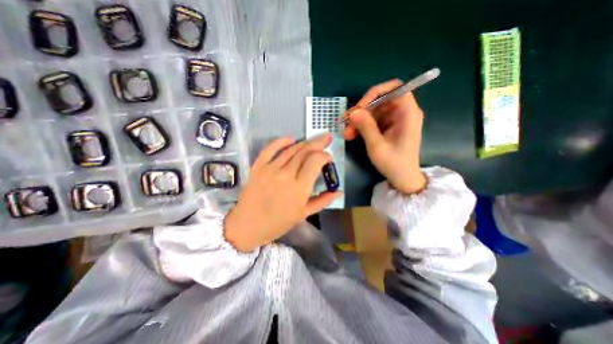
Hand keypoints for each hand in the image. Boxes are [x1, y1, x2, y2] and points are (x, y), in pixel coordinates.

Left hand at [224, 134, 342, 252]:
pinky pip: (270, 148)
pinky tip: (291, 139)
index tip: (328, 157)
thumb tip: (339, 191)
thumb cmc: (278, 222)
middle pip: (305, 151)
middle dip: (318, 143)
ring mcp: (270, 169)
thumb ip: (323, 200)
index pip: (315, 161)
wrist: (248, 225)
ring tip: (312, 142)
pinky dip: (281, 141)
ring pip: (291, 149)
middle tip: (326, 139)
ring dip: (304, 143)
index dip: (324, 155)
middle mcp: (286, 175)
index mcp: (300, 188)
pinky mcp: (258, 166)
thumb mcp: (304, 214)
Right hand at [344, 78, 427, 194]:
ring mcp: (396, 120)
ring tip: (347, 133)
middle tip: (346, 122)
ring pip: (374, 111)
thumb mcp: (377, 146)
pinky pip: (374, 120)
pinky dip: (362, 126)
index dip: (375, 93)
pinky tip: (352, 135)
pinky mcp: (389, 127)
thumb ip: (366, 127)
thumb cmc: (394, 164)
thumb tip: (354, 111)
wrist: (403, 178)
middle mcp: (403, 113)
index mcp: (408, 114)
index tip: (360, 107)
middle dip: (362, 111)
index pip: (395, 88)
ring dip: (359, 121)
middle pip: (381, 101)